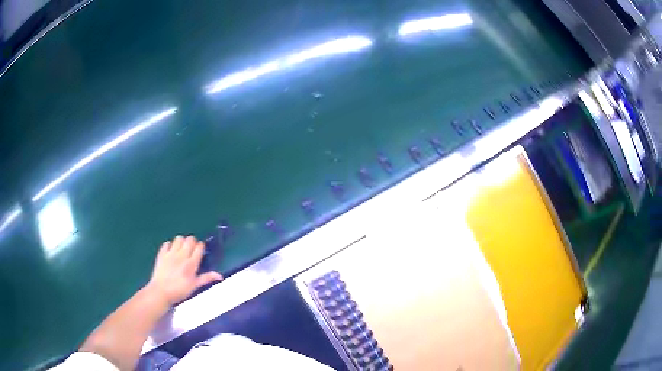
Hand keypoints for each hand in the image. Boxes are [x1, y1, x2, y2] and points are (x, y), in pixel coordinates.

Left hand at [146, 235, 222, 306]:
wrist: (161, 292)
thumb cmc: (179, 291)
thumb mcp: (195, 286)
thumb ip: (206, 278)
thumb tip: (219, 276)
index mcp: (191, 264)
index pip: (199, 247)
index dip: (201, 247)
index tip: (200, 251)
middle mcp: (182, 255)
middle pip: (190, 239)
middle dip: (192, 242)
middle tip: (191, 249)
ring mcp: (171, 253)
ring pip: (179, 238)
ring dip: (182, 241)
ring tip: (181, 249)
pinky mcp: (162, 254)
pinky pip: (166, 243)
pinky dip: (169, 245)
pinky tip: (171, 251)